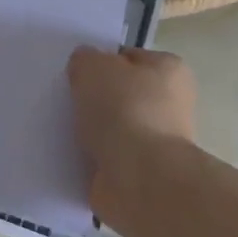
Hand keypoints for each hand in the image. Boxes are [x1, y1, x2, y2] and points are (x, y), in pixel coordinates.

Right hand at [67, 46, 197, 215]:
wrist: (139, 177)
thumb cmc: (123, 109)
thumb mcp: (93, 66)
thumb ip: (86, 60)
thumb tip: (85, 67)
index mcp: (169, 71)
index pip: (129, 58)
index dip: (102, 62)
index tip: (79, 75)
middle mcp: (172, 105)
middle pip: (123, 95)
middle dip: (98, 100)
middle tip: (69, 102)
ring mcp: (158, 143)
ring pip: (115, 128)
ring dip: (93, 132)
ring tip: (65, 130)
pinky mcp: (143, 175)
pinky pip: (109, 158)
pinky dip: (92, 159)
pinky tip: (71, 155)